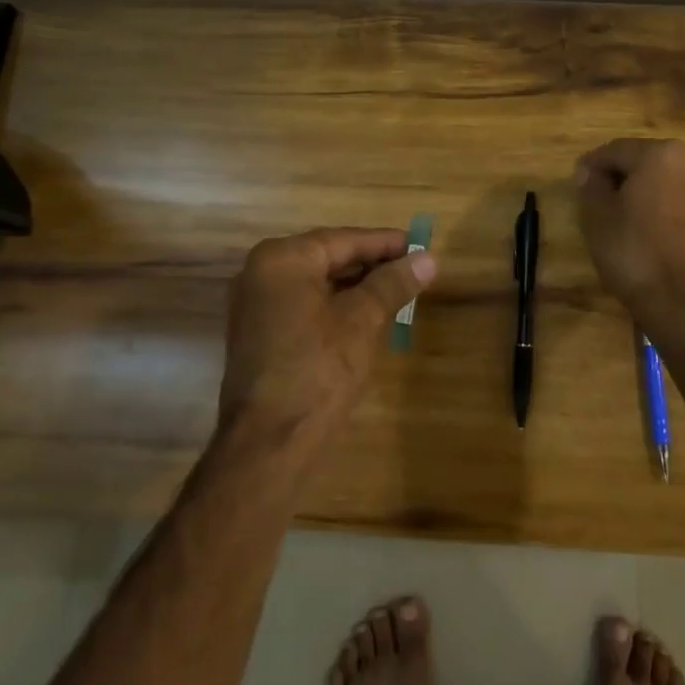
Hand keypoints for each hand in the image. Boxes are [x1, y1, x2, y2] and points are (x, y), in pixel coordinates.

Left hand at [218, 227, 436, 449]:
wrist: (269, 444)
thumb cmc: (318, 371)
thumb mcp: (362, 321)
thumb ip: (393, 284)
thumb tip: (428, 259)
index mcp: (282, 259)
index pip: (343, 240)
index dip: (386, 243)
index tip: (421, 246)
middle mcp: (261, 273)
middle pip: (328, 258)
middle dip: (372, 264)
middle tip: (415, 268)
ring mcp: (256, 305)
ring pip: (317, 283)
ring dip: (356, 286)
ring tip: (399, 290)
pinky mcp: (259, 333)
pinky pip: (304, 305)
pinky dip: (336, 305)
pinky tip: (367, 314)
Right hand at [574, 139, 684, 343]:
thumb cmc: (636, 253)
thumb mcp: (597, 218)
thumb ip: (590, 186)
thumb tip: (589, 172)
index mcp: (660, 154)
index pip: (615, 150)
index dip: (591, 166)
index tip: (577, 185)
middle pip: (644, 163)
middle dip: (620, 179)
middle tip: (596, 203)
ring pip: (665, 184)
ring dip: (643, 195)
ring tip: (621, 221)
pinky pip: (681, 204)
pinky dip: (662, 212)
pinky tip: (647, 235)